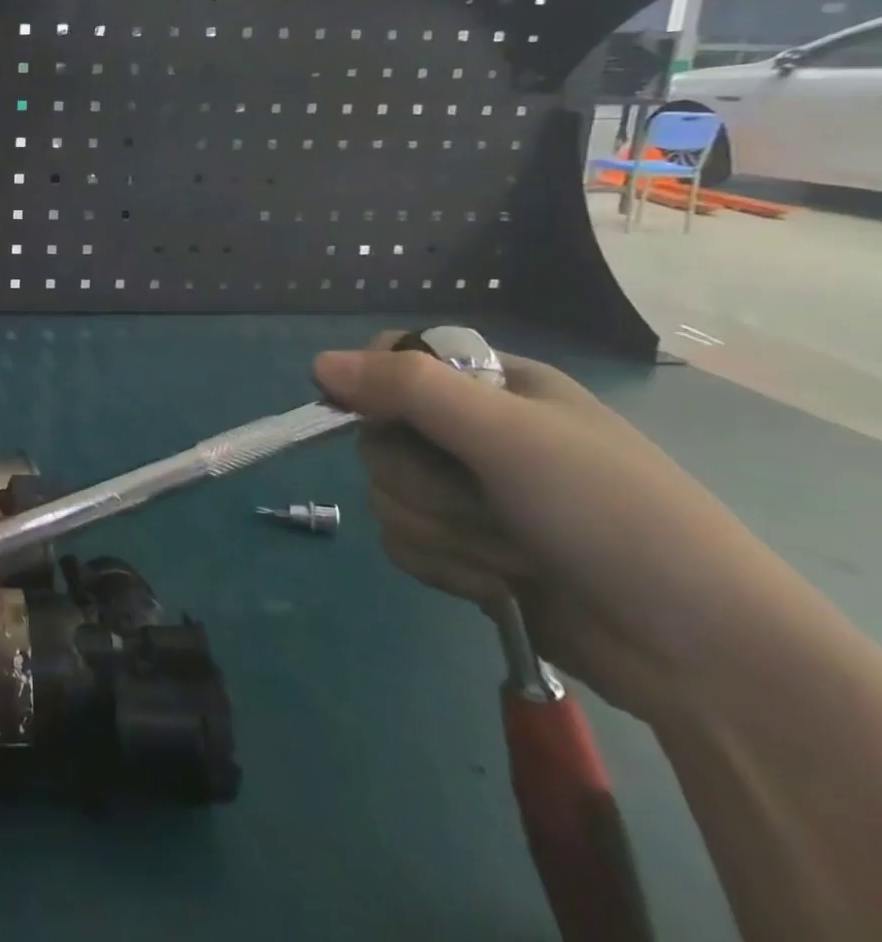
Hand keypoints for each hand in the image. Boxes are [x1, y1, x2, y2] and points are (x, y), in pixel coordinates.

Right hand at [314, 337, 823, 722]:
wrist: (697, 654)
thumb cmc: (610, 515)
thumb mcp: (508, 435)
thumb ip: (408, 389)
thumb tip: (316, 364)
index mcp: (491, 387)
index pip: (394, 359)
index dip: (373, 384)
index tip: (383, 418)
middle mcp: (471, 434)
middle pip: (378, 435)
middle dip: (421, 482)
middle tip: (481, 502)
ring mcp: (466, 495)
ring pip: (385, 493)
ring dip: (440, 531)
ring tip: (509, 555)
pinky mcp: (461, 550)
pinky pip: (401, 541)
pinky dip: (443, 566)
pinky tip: (496, 584)